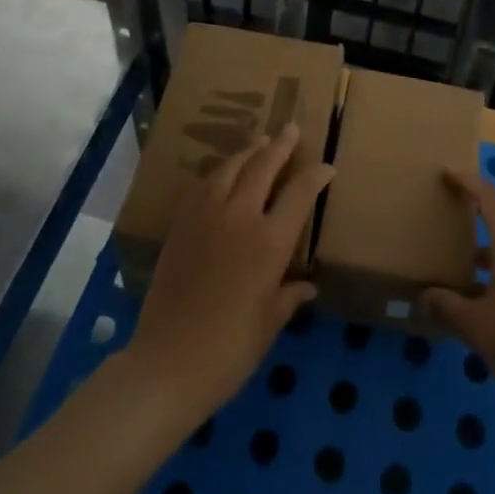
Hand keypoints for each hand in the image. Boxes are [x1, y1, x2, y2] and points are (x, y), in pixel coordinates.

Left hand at [121, 124, 333, 424]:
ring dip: (248, 152)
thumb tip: (307, 286)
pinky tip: (223, 174)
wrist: (167, 364)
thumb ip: (289, 296)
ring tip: (259, 143)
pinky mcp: (180, 225)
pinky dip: (219, 172)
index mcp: (269, 242)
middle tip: (291, 130)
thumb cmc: (230, 350)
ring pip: (230, 167)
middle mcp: (240, 218)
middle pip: (263, 166)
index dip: (316, 176)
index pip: (300, 193)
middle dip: (281, 145)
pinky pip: (203, 185)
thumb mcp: (269, 323)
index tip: (327, 167)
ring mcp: (206, 217)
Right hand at [421, 168, 494, 405]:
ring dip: (491, 240)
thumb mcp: (474, 324)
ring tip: (463, 253)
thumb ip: (446, 306)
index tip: (448, 173)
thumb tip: (422, 297)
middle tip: (452, 208)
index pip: (488, 196)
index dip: (468, 182)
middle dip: (479, 208)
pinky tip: (485, 288)